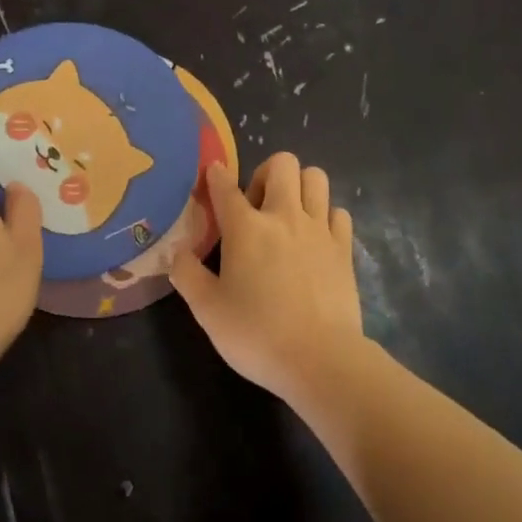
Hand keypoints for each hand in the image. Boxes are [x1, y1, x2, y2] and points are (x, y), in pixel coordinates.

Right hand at [169, 152, 366, 400]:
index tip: (213, 173)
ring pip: (315, 177)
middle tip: (256, 205)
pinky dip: (326, 215)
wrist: (319, 358)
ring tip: (289, 214)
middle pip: (282, 164)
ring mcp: (319, 229)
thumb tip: (178, 252)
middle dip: (265, 172)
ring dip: (299, 186)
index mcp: (246, 228)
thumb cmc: (256, 335)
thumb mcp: (207, 310)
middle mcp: (284, 217)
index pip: (225, 188)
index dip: (216, 176)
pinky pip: (338, 211)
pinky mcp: (344, 247)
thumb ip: (187, 275)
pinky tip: (316, 237)